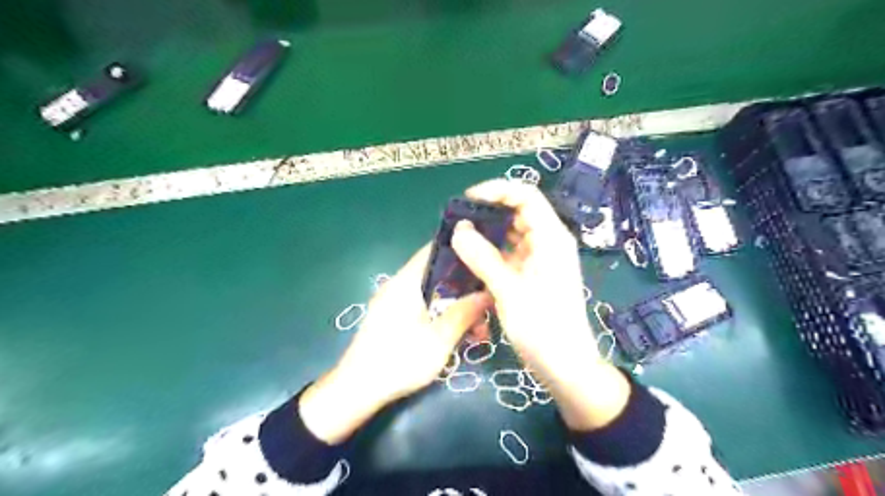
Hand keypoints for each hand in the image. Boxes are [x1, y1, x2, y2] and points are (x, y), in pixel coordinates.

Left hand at [301, 243, 486, 441]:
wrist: (356, 390)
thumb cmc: (399, 361)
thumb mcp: (439, 340)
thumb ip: (464, 313)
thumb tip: (488, 293)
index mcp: (407, 282)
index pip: (435, 250)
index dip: (462, 250)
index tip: (486, 258)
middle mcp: (398, 285)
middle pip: (437, 274)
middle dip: (465, 288)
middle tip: (489, 305)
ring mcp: (393, 301)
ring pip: (433, 293)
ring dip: (456, 307)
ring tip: (479, 331)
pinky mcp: (391, 317)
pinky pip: (422, 306)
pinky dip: (441, 315)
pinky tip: (458, 335)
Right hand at [450, 180, 629, 432]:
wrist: (567, 367)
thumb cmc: (544, 329)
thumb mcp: (509, 291)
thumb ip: (483, 258)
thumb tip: (458, 230)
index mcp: (551, 238)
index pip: (525, 196)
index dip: (497, 190)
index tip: (467, 200)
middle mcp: (548, 242)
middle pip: (518, 213)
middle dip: (488, 212)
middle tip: (457, 221)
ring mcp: (541, 259)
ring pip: (511, 234)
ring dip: (487, 233)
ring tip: (459, 238)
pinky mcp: (533, 275)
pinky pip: (510, 254)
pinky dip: (491, 252)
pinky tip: (471, 258)